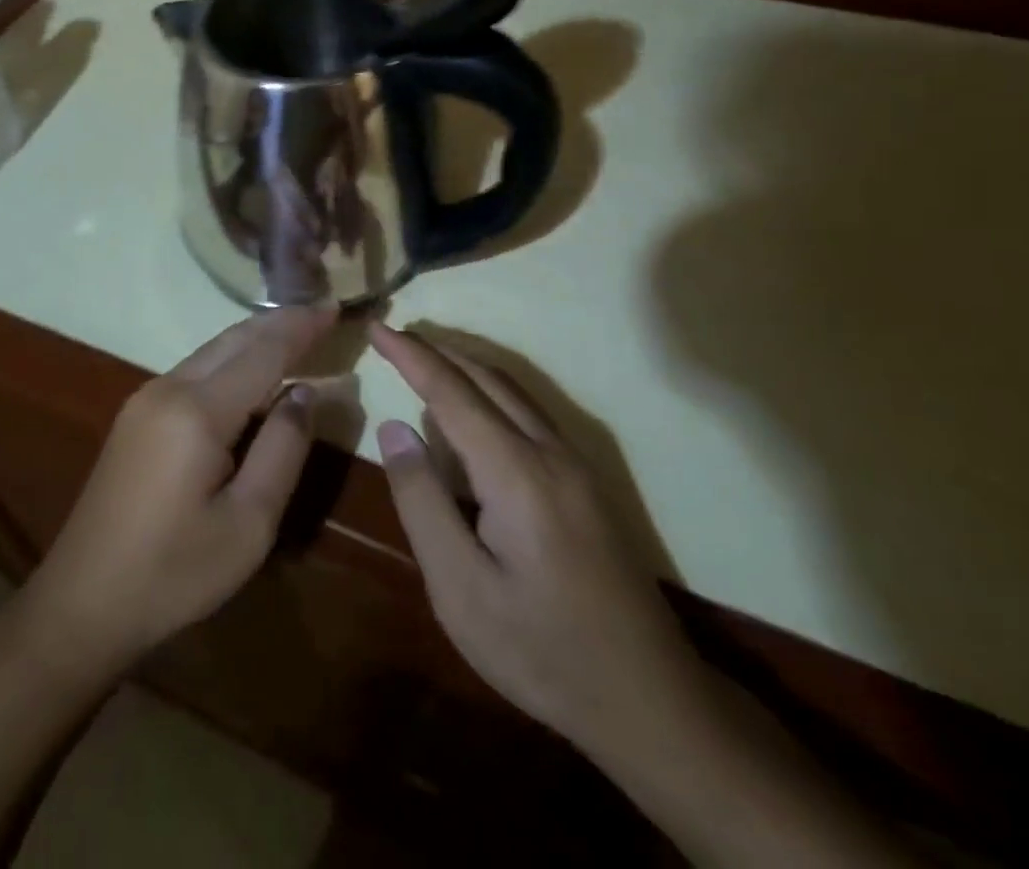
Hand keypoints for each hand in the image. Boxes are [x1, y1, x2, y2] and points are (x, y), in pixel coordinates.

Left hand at [14, 307, 335, 673]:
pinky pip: (194, 370)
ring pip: (211, 351)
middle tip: (321, 313)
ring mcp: (145, 398)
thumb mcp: (248, 523)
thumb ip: (282, 449)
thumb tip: (304, 393)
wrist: (82, 601)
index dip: (300, 328)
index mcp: (197, 411)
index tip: (334, 307)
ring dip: (254, 339)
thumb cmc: (174, 572)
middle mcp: (168, 388)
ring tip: (295, 333)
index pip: (262, 352)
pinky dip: (231, 360)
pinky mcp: (136, 415)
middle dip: (279, 323)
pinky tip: (250, 370)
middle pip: (233, 340)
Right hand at [371, 323, 700, 752]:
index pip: (451, 391)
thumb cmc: (543, 651)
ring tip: (422, 361)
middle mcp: (550, 452)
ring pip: (512, 391)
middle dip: (435, 351)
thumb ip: (422, 502)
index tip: (376, 326)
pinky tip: (473, 410)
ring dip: (464, 367)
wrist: (653, 703)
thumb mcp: (460, 589)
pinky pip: (528, 413)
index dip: (409, 355)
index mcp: (516, 471)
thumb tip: (394, 428)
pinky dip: (489, 391)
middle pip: (486, 378)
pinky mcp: (587, 484)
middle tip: (391, 338)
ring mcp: (576, 465)